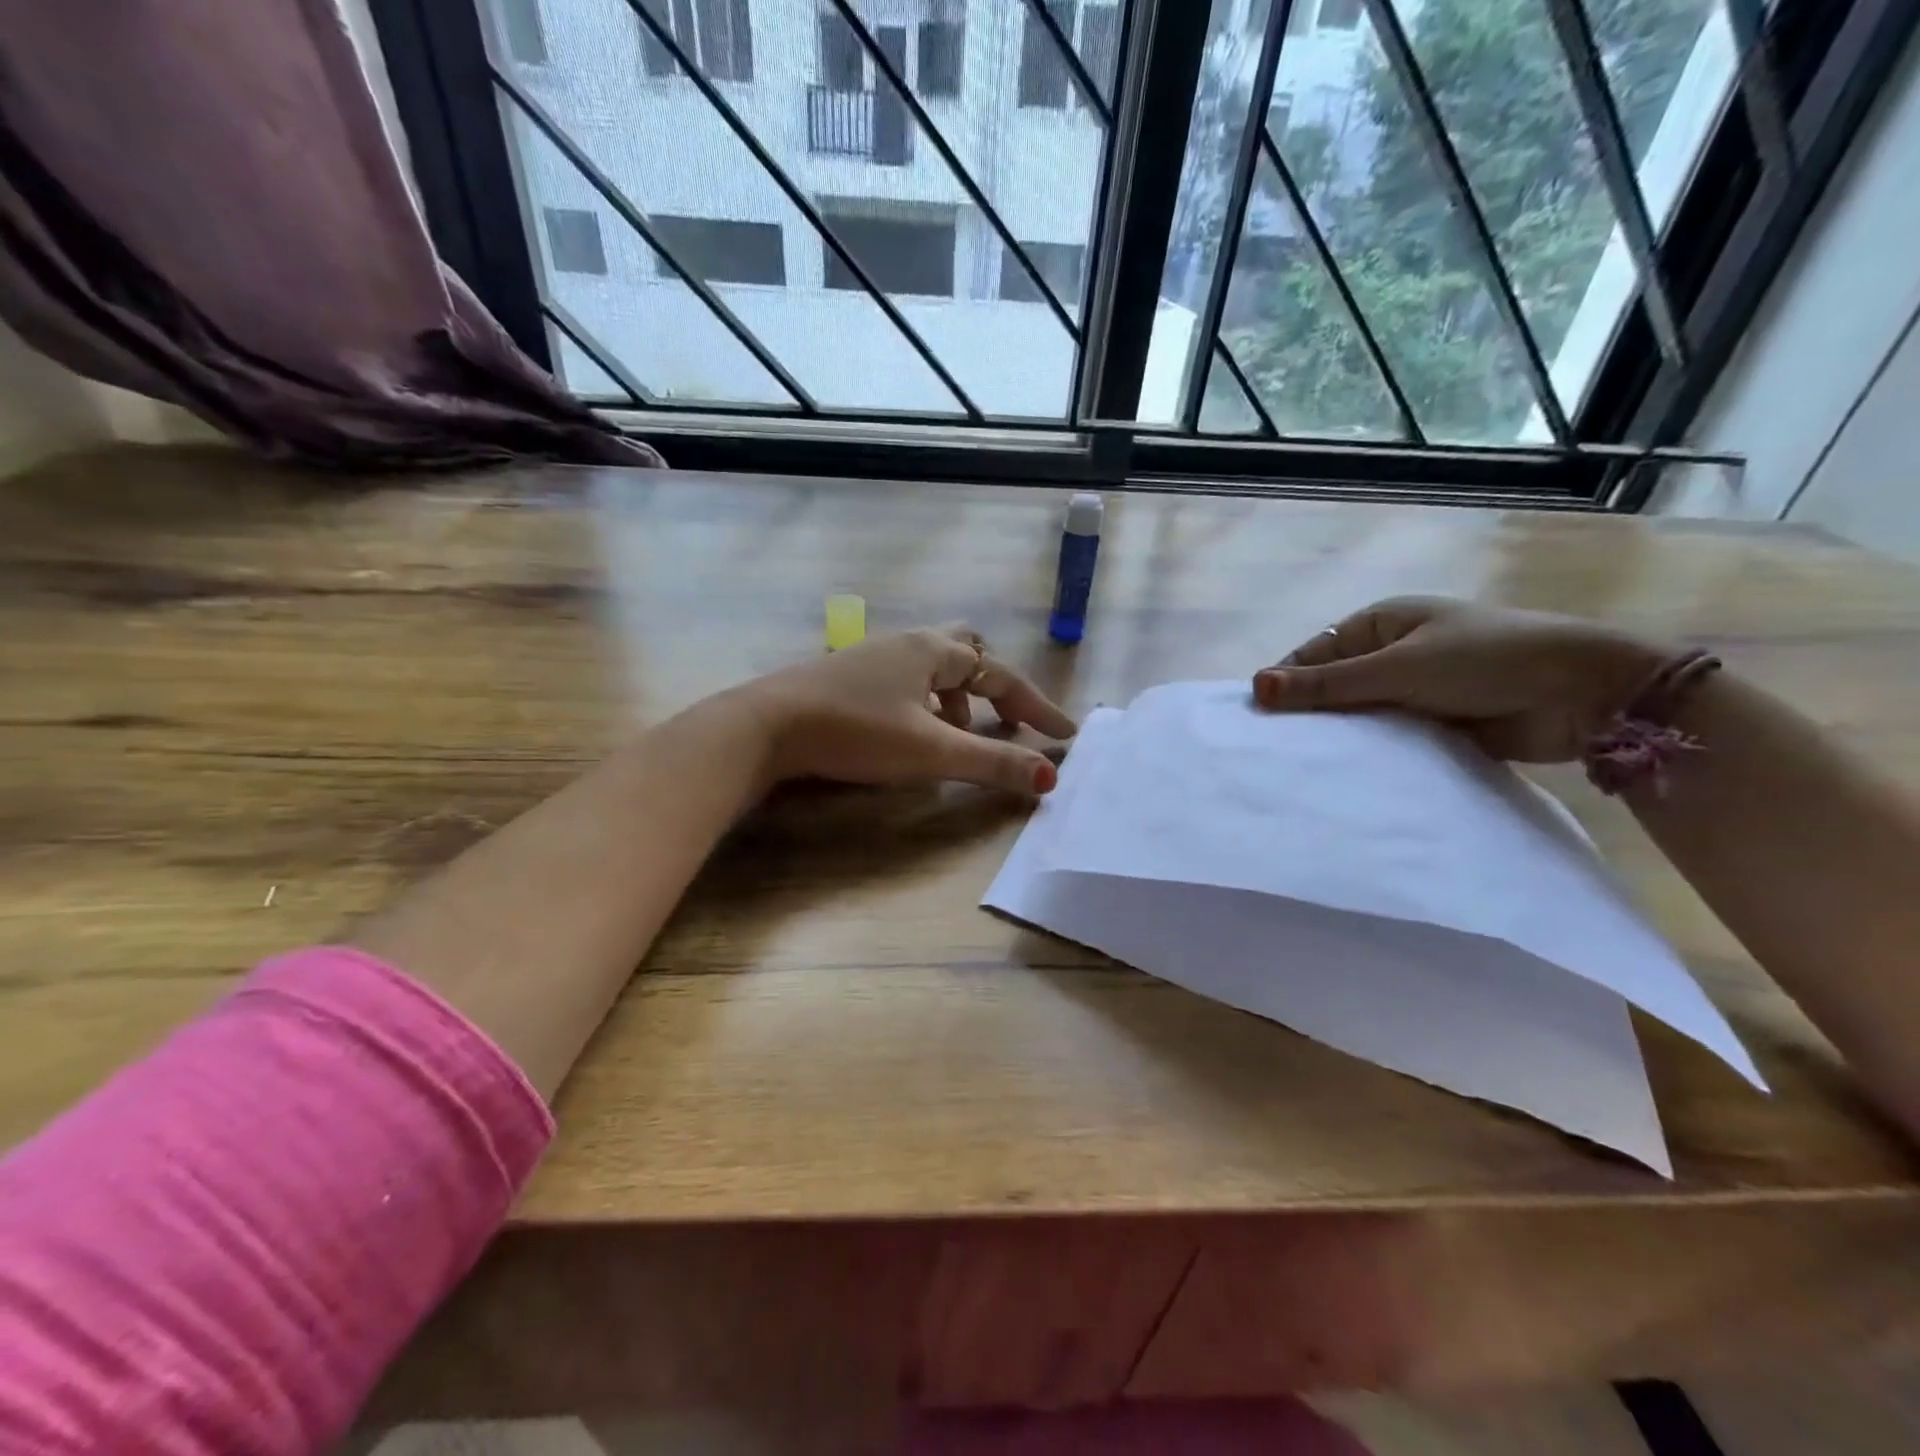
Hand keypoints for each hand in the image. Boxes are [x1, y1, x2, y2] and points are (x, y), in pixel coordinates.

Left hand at [732, 625, 1077, 793]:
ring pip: (933, 668)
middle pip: (967, 651)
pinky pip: (906, 681)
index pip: (1001, 675)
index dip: (1036, 706)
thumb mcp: (931, 751)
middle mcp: (907, 643)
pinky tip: (913, 733)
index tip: (1064, 736)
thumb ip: (991, 763)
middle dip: (994, 687)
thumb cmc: (856, 731)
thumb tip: (1049, 777)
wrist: (766, 726)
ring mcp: (874, 657)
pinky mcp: (849, 676)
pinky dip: (926, 704)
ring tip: (960, 735)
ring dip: (958, 698)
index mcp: (934, 650)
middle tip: (1007, 720)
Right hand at [1252, 596, 1664, 761]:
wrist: (1584, 693)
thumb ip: (1327, 683)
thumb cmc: (1486, 660)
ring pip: (1359, 715)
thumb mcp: (1398, 668)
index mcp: (1381, 623)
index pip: (1313, 653)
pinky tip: (1347, 775)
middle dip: (1311, 714)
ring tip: (1304, 769)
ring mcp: (1414, 689)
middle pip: (1333, 685)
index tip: (1257, 721)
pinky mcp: (1434, 723)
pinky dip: (1372, 752)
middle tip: (1277, 752)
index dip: (1285, 683)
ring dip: (1342, 736)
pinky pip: (1388, 738)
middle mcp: (1392, 653)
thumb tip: (1255, 687)